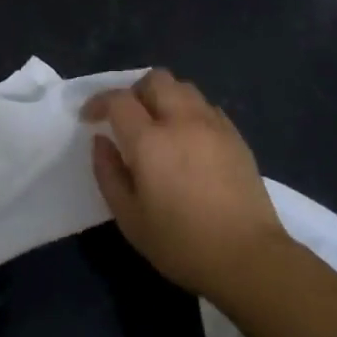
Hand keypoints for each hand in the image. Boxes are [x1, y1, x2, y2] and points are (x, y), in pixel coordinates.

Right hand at [83, 69, 285, 298]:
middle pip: (155, 80)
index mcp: (150, 141)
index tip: (89, 118)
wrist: (247, 257)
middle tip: (126, 117)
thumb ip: (108, 173)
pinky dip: (189, 111)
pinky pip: (207, 106)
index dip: (99, 102)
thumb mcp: (129, 218)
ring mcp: (213, 125)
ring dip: (164, 96)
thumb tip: (101, 141)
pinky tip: (188, 138)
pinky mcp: (235, 136)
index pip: (119, 100)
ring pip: (184, 87)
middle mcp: (182, 121)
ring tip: (157, 124)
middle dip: (134, 91)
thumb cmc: (180, 243)